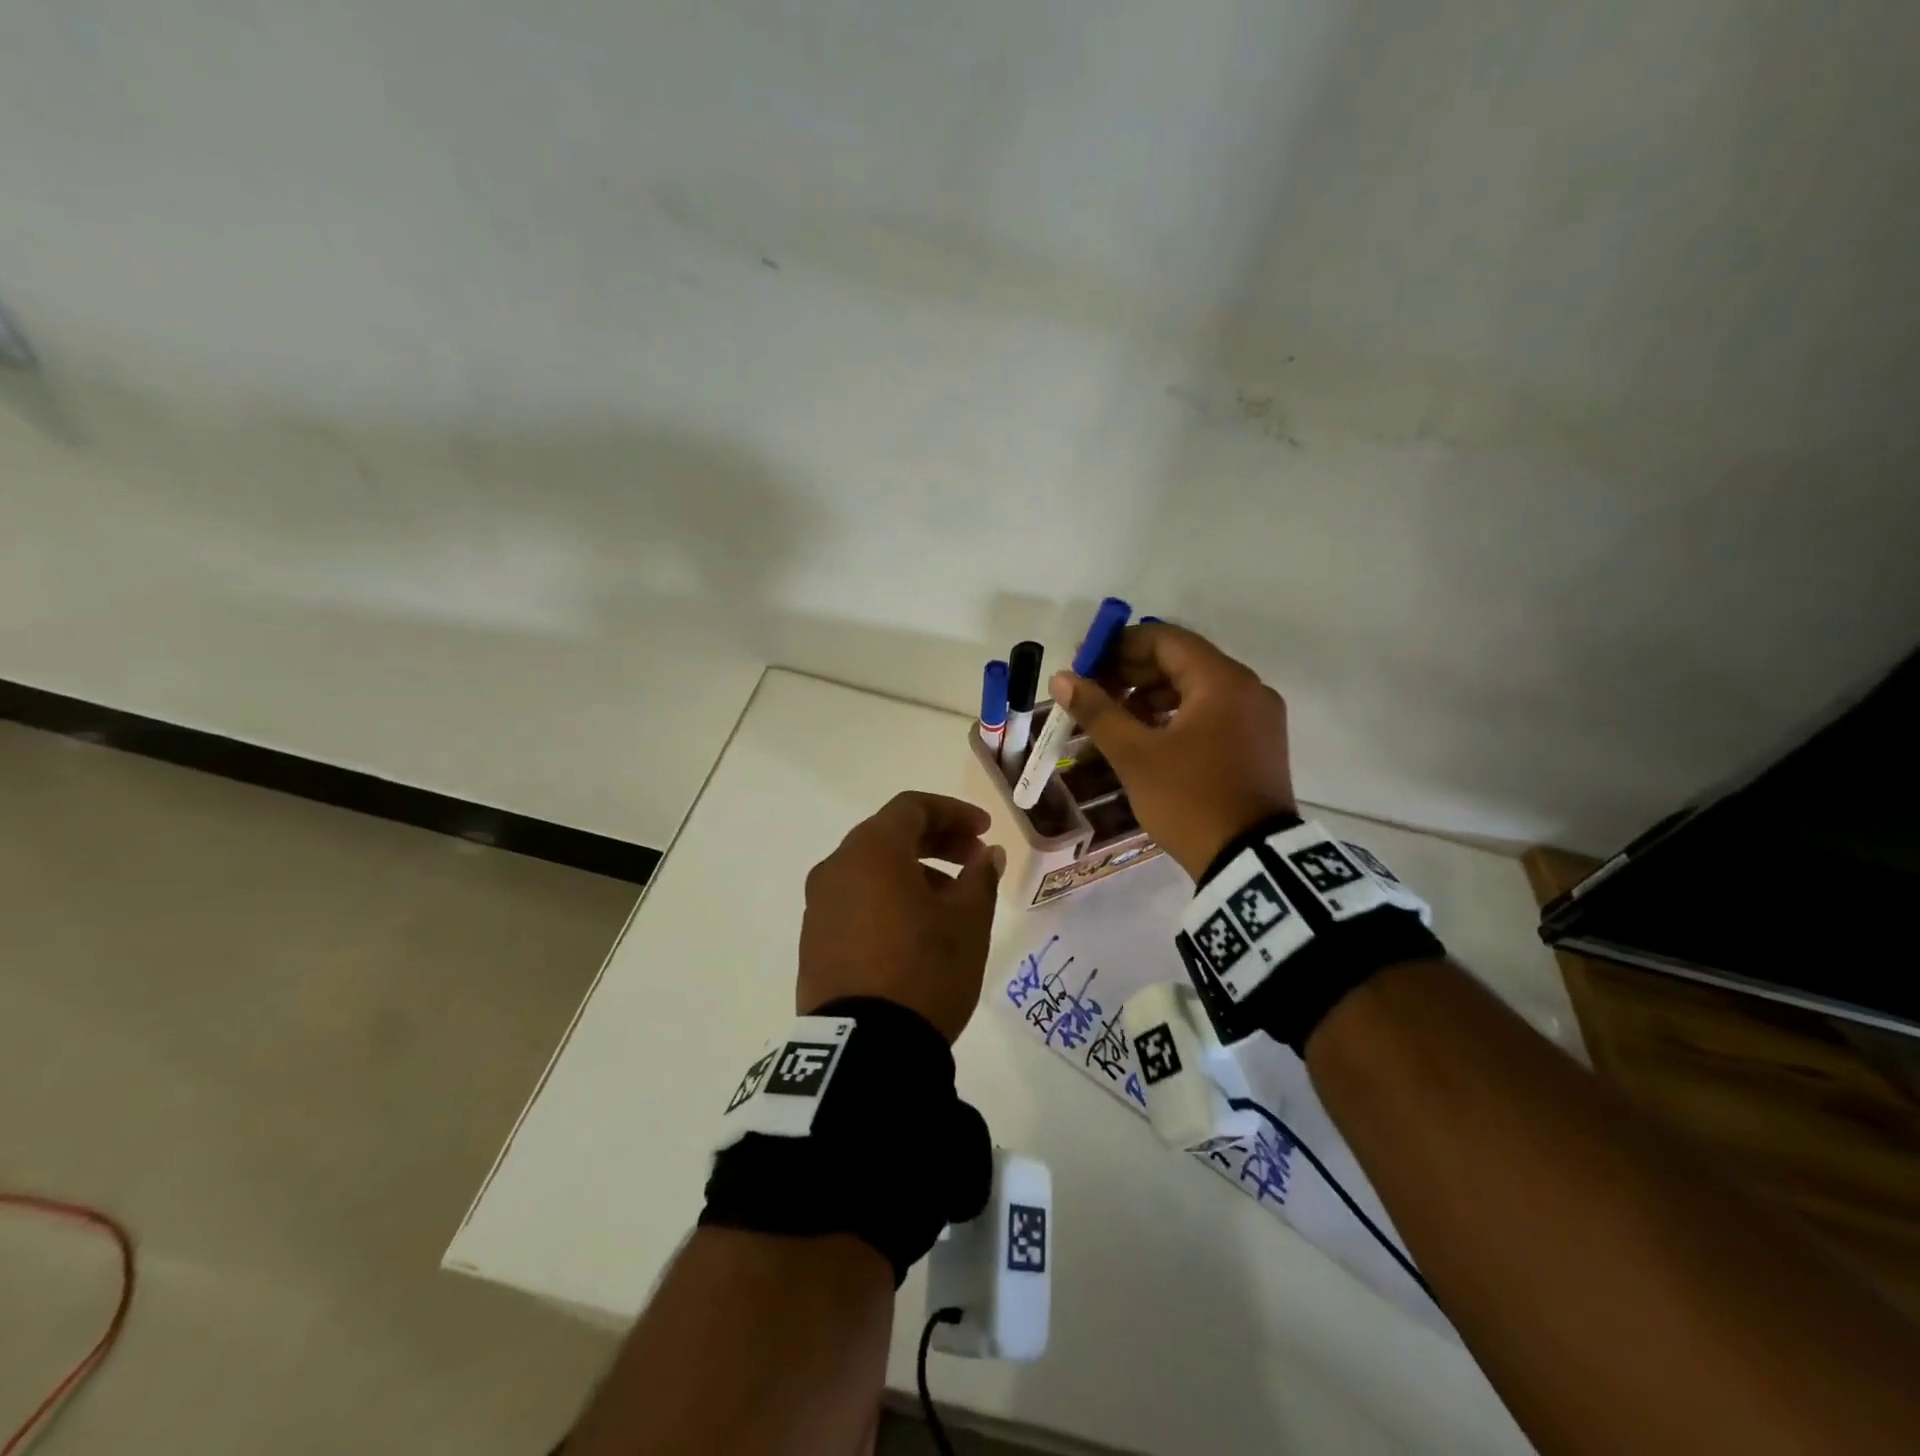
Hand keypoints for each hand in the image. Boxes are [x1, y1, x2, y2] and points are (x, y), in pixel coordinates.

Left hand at [798, 791, 1005, 1042]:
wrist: (865, 1049)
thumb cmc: (925, 969)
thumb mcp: (967, 922)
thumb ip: (979, 877)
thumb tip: (986, 855)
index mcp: (871, 851)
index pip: (912, 807)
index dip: (953, 813)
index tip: (984, 832)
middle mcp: (836, 867)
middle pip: (889, 835)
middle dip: (936, 841)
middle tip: (973, 861)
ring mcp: (819, 905)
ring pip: (871, 869)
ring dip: (913, 872)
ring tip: (950, 903)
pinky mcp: (814, 940)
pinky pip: (855, 900)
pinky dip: (887, 899)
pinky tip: (915, 930)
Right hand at [1049, 624, 1294, 879]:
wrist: (1249, 860)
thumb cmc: (1189, 799)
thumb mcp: (1135, 755)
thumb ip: (1097, 711)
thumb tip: (1062, 678)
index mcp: (1222, 680)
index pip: (1164, 639)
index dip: (1118, 646)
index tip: (1084, 664)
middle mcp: (1247, 688)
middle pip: (1180, 662)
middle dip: (1130, 673)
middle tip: (1091, 693)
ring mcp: (1257, 717)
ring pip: (1194, 689)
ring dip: (1149, 697)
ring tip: (1111, 719)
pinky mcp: (1257, 743)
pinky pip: (1209, 713)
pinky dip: (1174, 717)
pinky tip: (1144, 737)